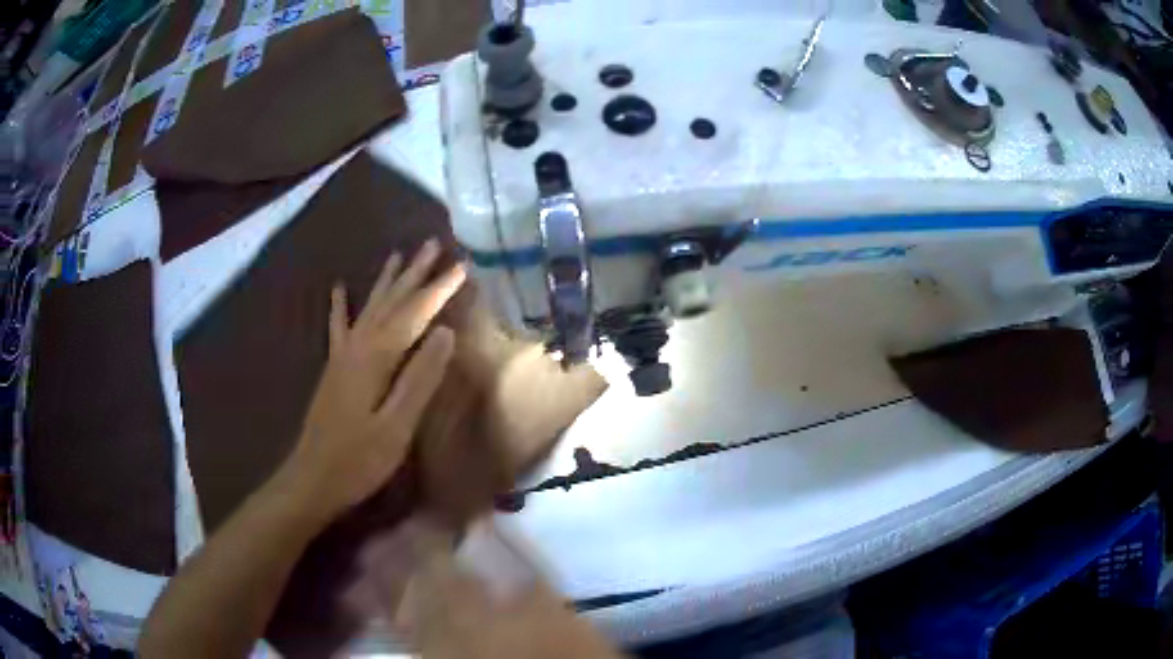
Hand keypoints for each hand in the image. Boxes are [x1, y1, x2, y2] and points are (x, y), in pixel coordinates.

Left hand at [280, 240, 465, 521]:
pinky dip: (339, 306)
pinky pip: (338, 327)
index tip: (463, 266)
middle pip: (391, 302)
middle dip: (414, 273)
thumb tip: (445, 334)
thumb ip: (420, 379)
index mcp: (377, 359)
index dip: (439, 290)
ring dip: (386, 281)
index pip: (415, 315)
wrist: (312, 478)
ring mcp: (342, 356)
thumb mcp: (396, 426)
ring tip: (399, 255)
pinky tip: (338, 288)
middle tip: (433, 244)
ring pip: (369, 308)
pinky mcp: (334, 369)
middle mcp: (358, 347)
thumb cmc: (358, 460)